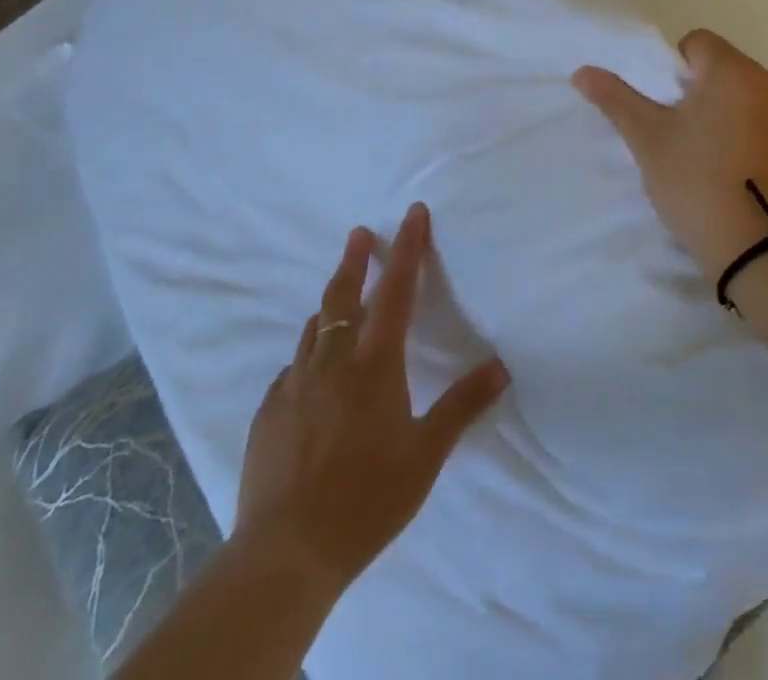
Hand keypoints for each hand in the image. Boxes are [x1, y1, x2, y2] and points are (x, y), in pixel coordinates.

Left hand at [235, 203, 509, 597]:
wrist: (285, 555)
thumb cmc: (367, 499)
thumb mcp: (426, 454)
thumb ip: (462, 405)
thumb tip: (501, 366)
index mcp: (373, 364)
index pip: (396, 291)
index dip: (408, 248)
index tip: (413, 213)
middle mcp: (331, 363)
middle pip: (342, 297)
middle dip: (355, 260)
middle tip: (359, 233)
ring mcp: (292, 387)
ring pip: (313, 330)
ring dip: (330, 306)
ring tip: (339, 300)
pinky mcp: (267, 415)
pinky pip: (290, 371)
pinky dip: (307, 357)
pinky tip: (310, 376)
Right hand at [573, 29, 767, 284]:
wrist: (761, 250)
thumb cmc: (696, 183)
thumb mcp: (647, 140)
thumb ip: (616, 98)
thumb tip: (582, 71)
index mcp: (732, 70)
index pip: (698, 42)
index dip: (676, 68)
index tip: (669, 108)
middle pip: (727, 68)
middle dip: (704, 90)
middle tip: (686, 135)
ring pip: (752, 95)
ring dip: (733, 111)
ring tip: (716, 158)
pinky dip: (759, 134)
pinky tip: (745, 172)